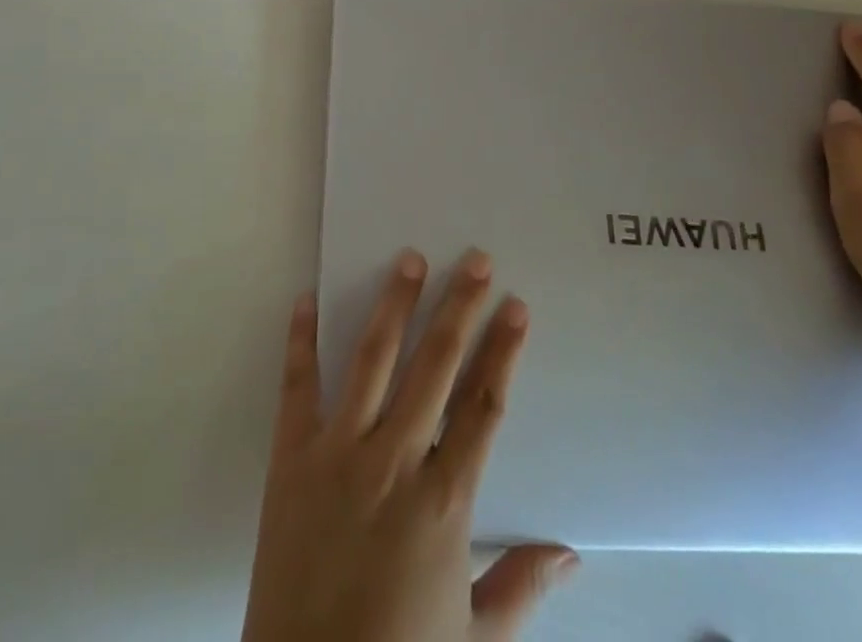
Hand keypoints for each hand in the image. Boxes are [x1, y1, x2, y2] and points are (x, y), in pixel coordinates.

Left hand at [241, 249, 576, 641]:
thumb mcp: (473, 640)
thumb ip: (521, 590)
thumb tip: (570, 554)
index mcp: (444, 502)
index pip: (483, 407)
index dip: (503, 353)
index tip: (517, 308)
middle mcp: (394, 461)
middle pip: (436, 367)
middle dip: (460, 308)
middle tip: (477, 261)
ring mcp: (339, 452)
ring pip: (373, 360)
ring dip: (394, 305)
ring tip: (410, 258)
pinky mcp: (291, 456)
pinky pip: (297, 385)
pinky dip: (301, 339)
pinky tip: (306, 298)